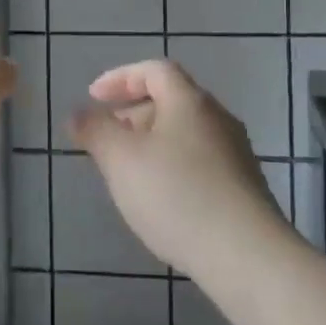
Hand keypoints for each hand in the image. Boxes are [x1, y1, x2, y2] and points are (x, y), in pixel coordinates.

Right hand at [70, 60, 290, 281]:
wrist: (247, 255)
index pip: (154, 70)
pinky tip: (161, 199)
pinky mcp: (244, 186)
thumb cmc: (177, 195)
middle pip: (172, 99)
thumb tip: (78, 113)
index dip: (121, 78)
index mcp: (189, 101)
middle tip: (107, 138)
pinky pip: (200, 160)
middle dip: (134, 113)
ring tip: (128, 171)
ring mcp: (236, 153)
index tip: (94, 98)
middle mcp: (218, 118)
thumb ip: (95, 131)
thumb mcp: (121, 160)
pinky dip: (173, 165)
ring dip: (153, 141)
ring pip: (185, 133)